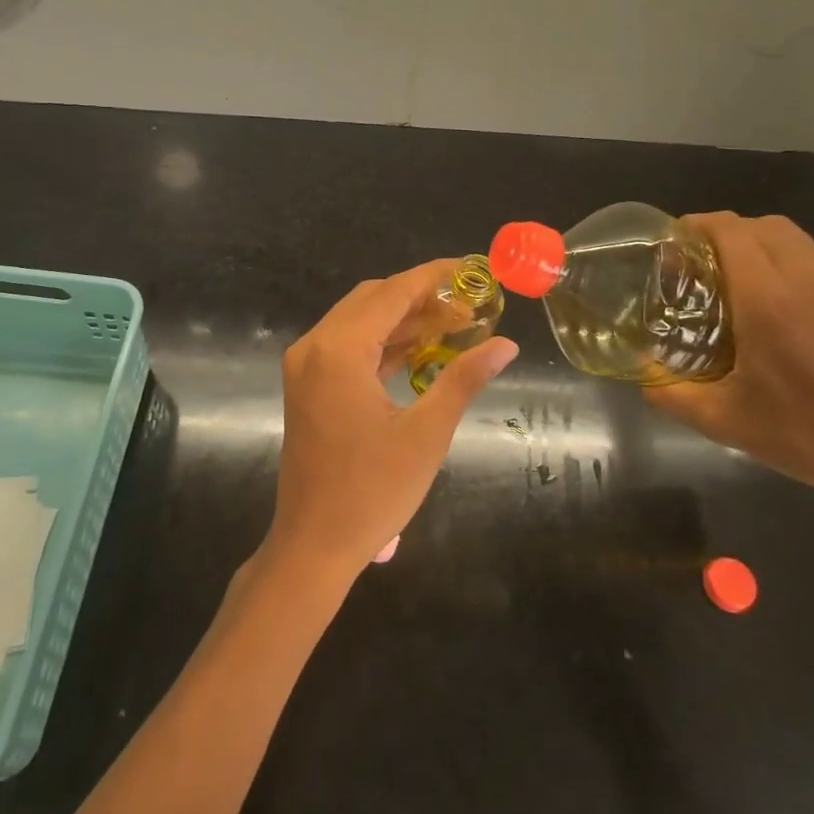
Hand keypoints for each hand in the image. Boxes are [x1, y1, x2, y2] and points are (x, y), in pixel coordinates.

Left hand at [266, 260, 518, 576]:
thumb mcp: (427, 434)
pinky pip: (349, 346)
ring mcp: (306, 365)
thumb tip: (506, 345)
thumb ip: (464, 380)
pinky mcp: (308, 384)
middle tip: (471, 304)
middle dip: (422, 297)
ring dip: (404, 319)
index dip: (435, 277)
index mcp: (339, 350)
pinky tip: (422, 349)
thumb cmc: (372, 492)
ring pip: (360, 321)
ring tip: (456, 324)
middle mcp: (315, 346)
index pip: (393, 293)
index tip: (473, 269)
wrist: (313, 544)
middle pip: (373, 299)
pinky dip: (384, 342)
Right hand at [645, 213, 813, 513]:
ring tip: (745, 286)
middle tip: (704, 264)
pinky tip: (792, 313)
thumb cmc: (813, 439)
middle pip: (763, 225)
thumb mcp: (727, 422)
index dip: (696, 226)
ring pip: (798, 241)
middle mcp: (813, 278)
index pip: (729, 230)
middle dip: (727, 232)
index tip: (675, 243)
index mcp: (770, 299)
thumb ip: (671, 393)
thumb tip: (643, 373)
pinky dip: (796, 268)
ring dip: (763, 248)